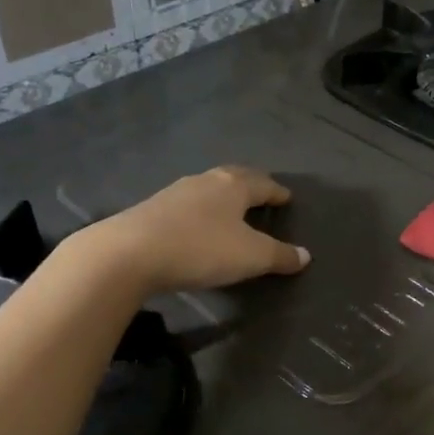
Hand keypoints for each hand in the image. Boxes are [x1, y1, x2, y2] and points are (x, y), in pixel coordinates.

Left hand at [79, 165, 310, 296]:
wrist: (129, 253)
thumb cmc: (200, 248)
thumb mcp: (250, 257)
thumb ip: (279, 256)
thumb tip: (305, 255)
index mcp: (233, 186)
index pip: (263, 184)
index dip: (277, 192)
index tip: (287, 197)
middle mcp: (206, 181)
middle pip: (234, 178)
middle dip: (250, 185)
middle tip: (262, 194)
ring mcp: (175, 193)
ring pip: (208, 189)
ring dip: (222, 197)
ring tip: (231, 209)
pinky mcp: (152, 210)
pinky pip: (187, 205)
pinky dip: (200, 211)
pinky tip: (197, 224)